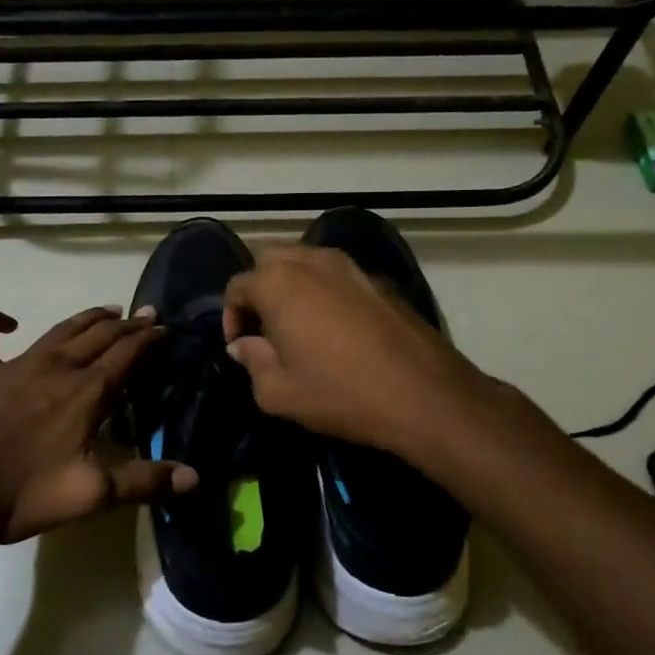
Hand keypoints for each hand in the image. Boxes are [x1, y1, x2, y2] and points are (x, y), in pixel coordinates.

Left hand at [0, 305, 197, 546]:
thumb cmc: (20, 492)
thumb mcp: (90, 495)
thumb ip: (143, 483)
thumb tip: (196, 477)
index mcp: (85, 394)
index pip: (126, 356)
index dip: (148, 341)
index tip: (165, 329)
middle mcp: (56, 369)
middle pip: (98, 337)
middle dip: (126, 324)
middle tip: (146, 314)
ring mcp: (14, 366)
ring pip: (58, 331)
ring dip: (85, 318)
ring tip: (106, 309)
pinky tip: (6, 321)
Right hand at [222, 246, 493, 461]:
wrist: (423, 394)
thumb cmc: (340, 393)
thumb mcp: (278, 393)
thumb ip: (252, 362)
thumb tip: (245, 345)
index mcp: (278, 283)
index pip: (238, 285)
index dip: (231, 316)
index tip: (240, 347)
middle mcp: (312, 261)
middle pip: (270, 261)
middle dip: (260, 290)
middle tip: (265, 329)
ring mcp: (350, 266)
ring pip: (306, 261)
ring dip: (293, 285)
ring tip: (298, 325)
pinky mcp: (379, 280)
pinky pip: (338, 275)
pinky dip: (325, 291)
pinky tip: (336, 328)